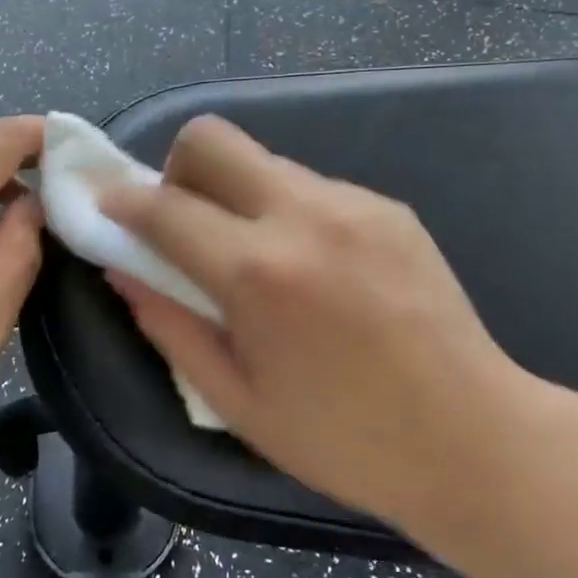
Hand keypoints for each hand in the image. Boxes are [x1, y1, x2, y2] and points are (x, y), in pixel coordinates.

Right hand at [99, 116, 540, 533]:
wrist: (471, 437)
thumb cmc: (343, 439)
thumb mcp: (235, 400)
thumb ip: (169, 325)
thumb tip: (123, 271)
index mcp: (258, 271)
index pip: (164, 207)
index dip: (121, 202)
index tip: (105, 208)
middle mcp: (304, 215)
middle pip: (213, 139)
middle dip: (177, 169)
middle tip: (184, 225)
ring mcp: (354, 203)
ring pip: (264, 162)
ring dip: (237, 195)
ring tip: (259, 260)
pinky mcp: (389, 207)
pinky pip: (312, 187)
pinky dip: (287, 211)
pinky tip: (314, 269)